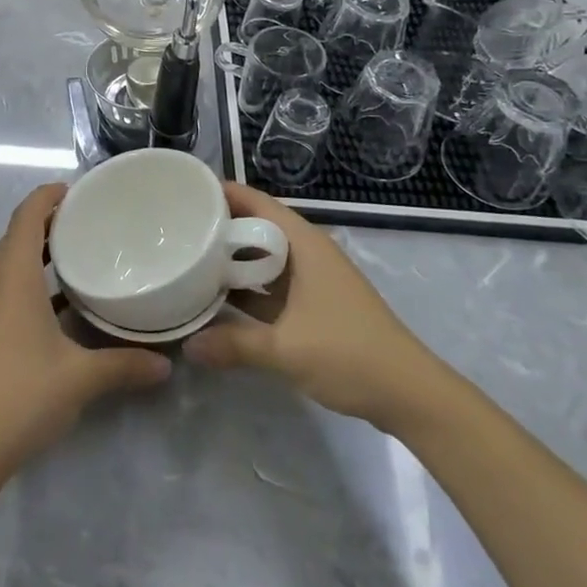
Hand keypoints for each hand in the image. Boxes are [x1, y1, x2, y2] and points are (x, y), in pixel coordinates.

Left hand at [0, 184, 170, 472]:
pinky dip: (23, 279)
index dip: (48, 196)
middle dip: (47, 223)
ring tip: (73, 258)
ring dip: (34, 252)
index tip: (76, 191)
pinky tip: (50, 305)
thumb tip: (166, 365)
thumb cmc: (24, 393)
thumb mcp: (81, 377)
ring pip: (6, 261)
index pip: (27, 215)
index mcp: (13, 274)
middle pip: (16, 234)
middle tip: (86, 224)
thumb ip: (124, 364)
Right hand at [183, 183, 451, 433]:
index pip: (256, 202)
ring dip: (232, 260)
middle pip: (257, 227)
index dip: (222, 193)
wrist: (411, 395)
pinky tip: (219, 299)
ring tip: (188, 259)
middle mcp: (307, 253)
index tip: (184, 191)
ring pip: (263, 258)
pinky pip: (271, 285)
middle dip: (219, 227)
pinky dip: (247, 288)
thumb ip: (234, 345)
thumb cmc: (350, 354)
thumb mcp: (286, 349)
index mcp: (304, 244)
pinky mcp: (314, 305)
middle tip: (175, 227)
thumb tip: (187, 346)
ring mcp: (312, 280)